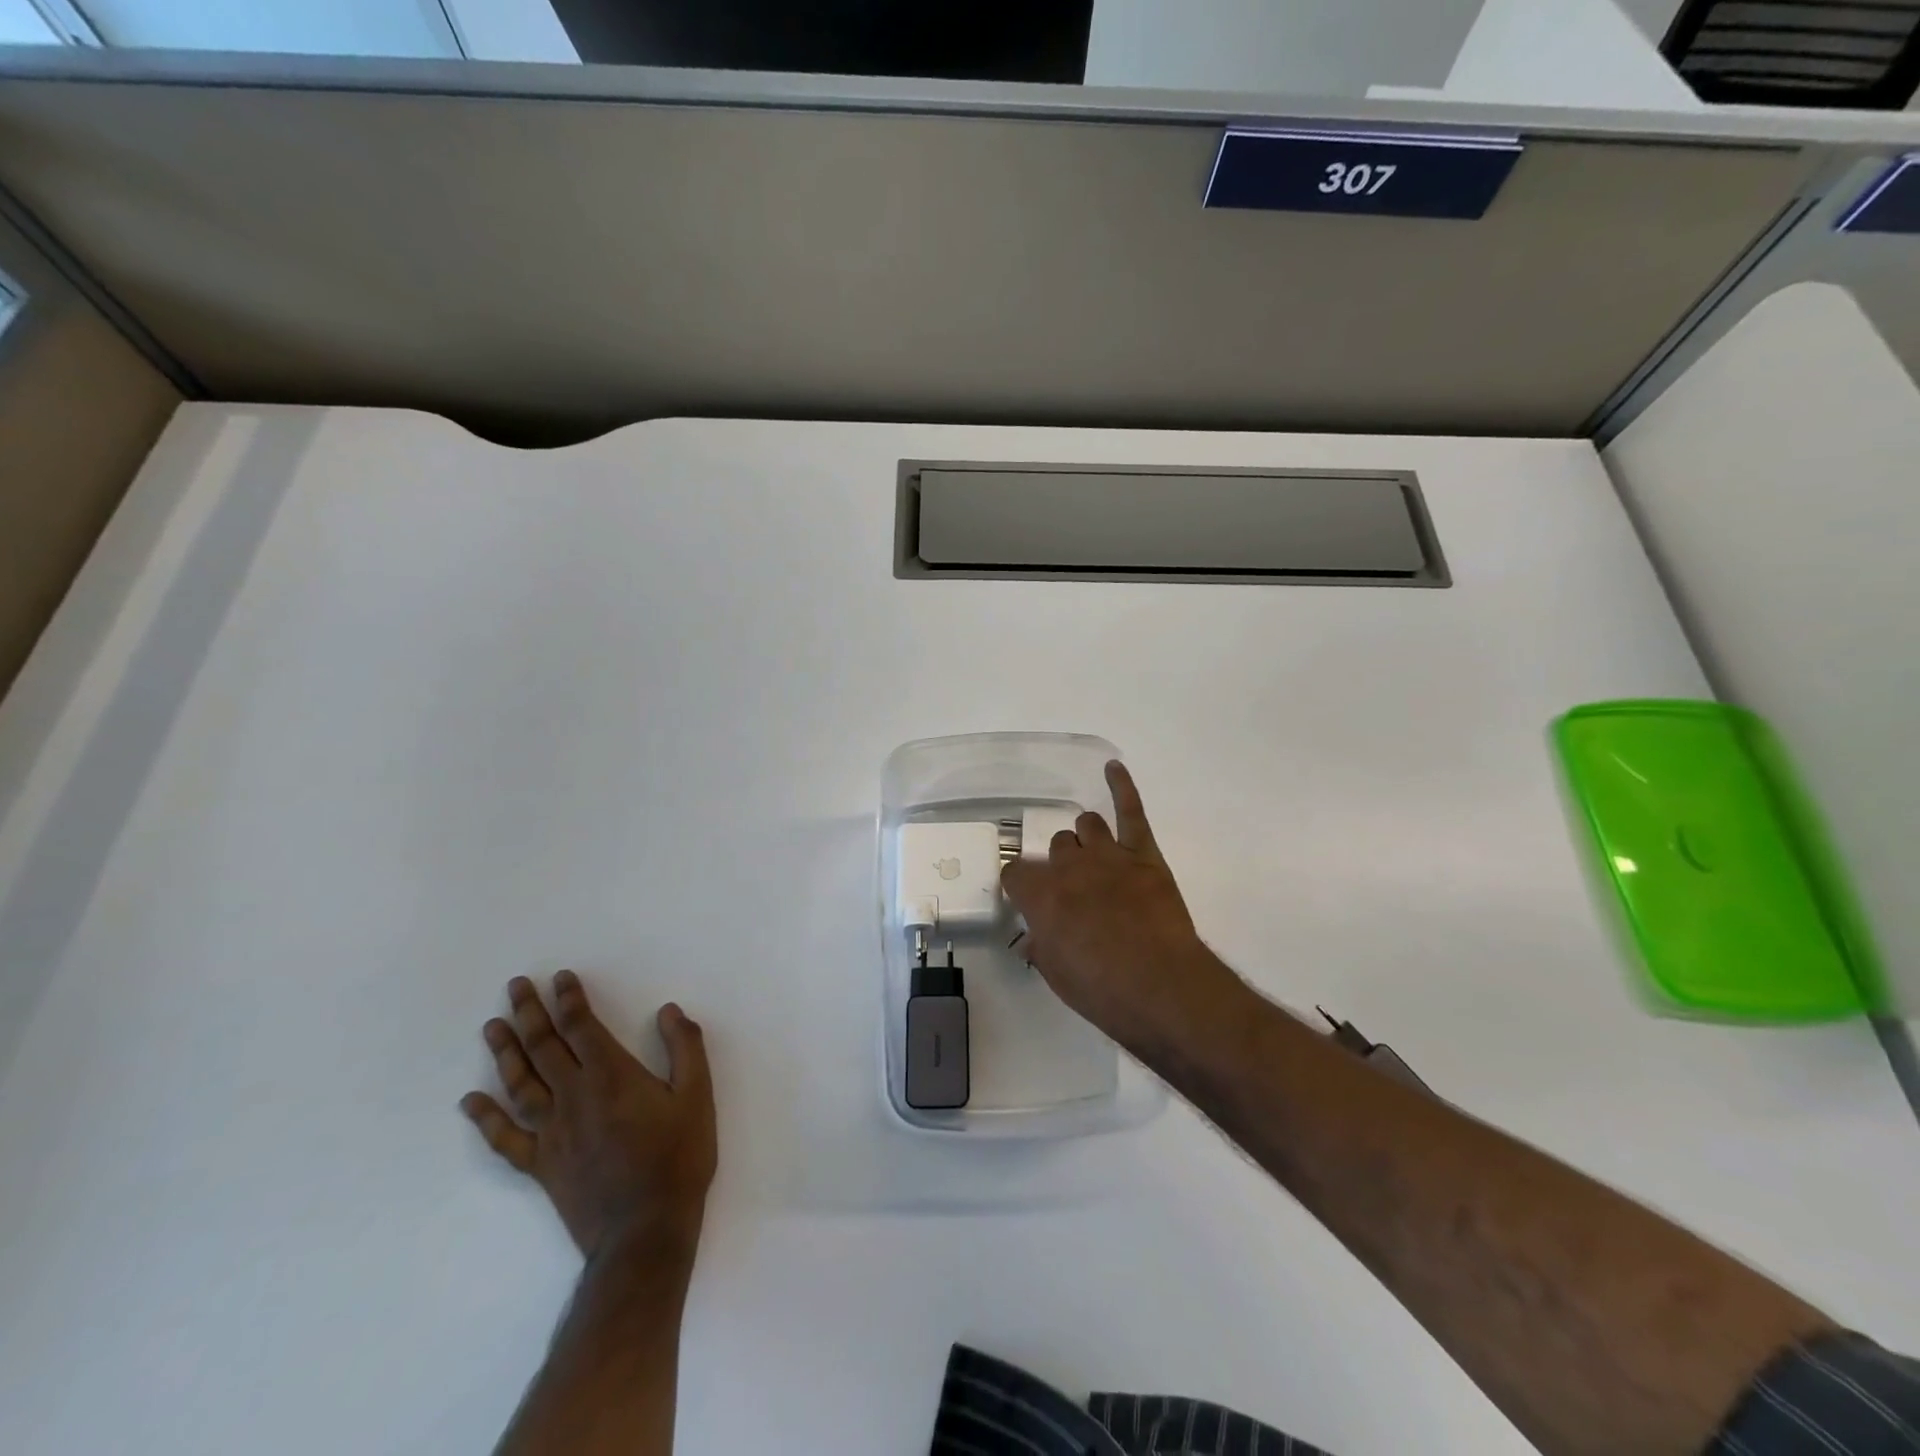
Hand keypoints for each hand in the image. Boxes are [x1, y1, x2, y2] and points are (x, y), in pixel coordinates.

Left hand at [462, 973, 716, 1261]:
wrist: (645, 1231)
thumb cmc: (679, 1158)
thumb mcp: (698, 1096)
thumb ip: (685, 1047)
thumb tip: (667, 1011)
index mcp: (611, 1076)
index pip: (582, 1027)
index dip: (570, 999)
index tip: (560, 977)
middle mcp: (574, 1097)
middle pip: (544, 1047)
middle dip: (529, 1013)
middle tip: (515, 987)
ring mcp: (552, 1133)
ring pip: (520, 1084)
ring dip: (505, 1053)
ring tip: (491, 1027)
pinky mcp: (541, 1165)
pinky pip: (505, 1138)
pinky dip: (486, 1119)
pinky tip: (471, 1102)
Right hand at [1001, 762, 1244, 1057]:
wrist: (1161, 987)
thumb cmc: (1102, 990)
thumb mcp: (1057, 976)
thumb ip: (1041, 947)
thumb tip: (1034, 936)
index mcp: (1040, 896)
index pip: (1014, 873)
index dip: (1020, 884)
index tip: (1027, 897)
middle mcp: (1068, 866)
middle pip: (1056, 846)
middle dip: (1061, 864)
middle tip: (1075, 890)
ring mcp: (1107, 854)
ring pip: (1086, 825)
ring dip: (1087, 840)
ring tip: (1096, 860)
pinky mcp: (1143, 854)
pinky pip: (1131, 811)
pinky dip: (1122, 786)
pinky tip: (1113, 767)